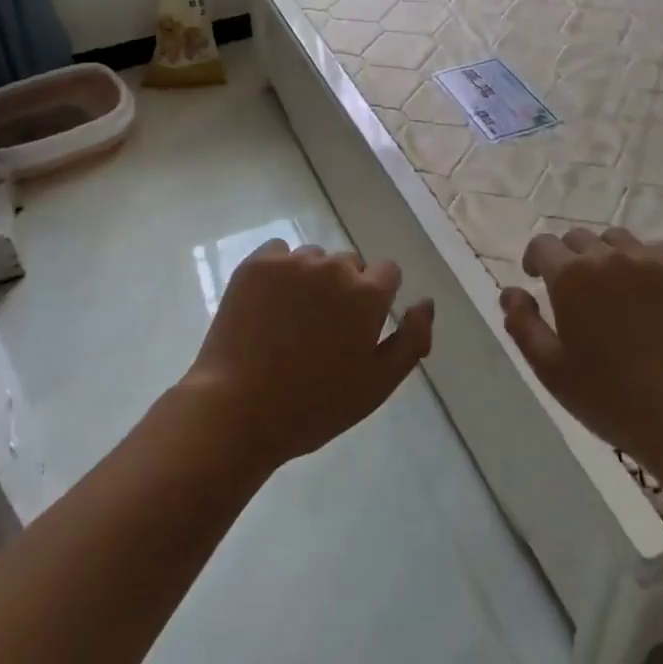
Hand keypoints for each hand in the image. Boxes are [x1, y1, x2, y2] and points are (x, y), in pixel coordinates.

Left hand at [182, 240, 433, 473]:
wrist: (236, 409)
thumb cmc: (314, 405)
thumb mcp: (377, 385)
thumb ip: (411, 340)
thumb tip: (426, 302)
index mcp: (367, 294)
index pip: (388, 272)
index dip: (377, 299)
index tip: (359, 328)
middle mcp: (333, 267)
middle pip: (350, 264)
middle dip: (344, 289)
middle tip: (323, 331)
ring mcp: (292, 262)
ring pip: (314, 259)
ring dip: (311, 280)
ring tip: (291, 322)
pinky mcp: (256, 264)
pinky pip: (279, 254)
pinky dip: (279, 272)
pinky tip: (268, 305)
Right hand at [500, 227, 662, 482]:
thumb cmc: (611, 397)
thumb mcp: (550, 369)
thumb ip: (522, 324)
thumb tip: (511, 292)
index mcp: (570, 276)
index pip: (543, 245)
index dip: (534, 259)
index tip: (535, 279)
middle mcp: (607, 257)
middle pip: (577, 238)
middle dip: (567, 257)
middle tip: (572, 291)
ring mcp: (648, 262)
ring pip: (614, 240)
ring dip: (602, 255)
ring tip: (607, 287)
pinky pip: (649, 252)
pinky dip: (637, 263)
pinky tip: (641, 294)